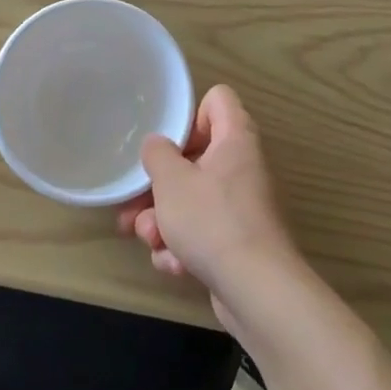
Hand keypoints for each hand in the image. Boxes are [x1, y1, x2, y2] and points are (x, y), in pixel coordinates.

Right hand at [117, 85, 300, 322]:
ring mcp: (241, 206)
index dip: (190, 115)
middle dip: (159, 186)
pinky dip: (183, 247)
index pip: (217, 99)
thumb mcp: (172, 180)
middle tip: (134, 205)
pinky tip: (174, 265)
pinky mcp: (237, 241)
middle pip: (194, 158)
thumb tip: (158, 144)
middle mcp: (242, 166)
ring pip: (192, 200)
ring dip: (164, 220)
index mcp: (235, 139)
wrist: (256, 290)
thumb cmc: (212, 221)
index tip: (168, 144)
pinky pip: (202, 232)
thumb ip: (158, 153)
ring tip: (150, 240)